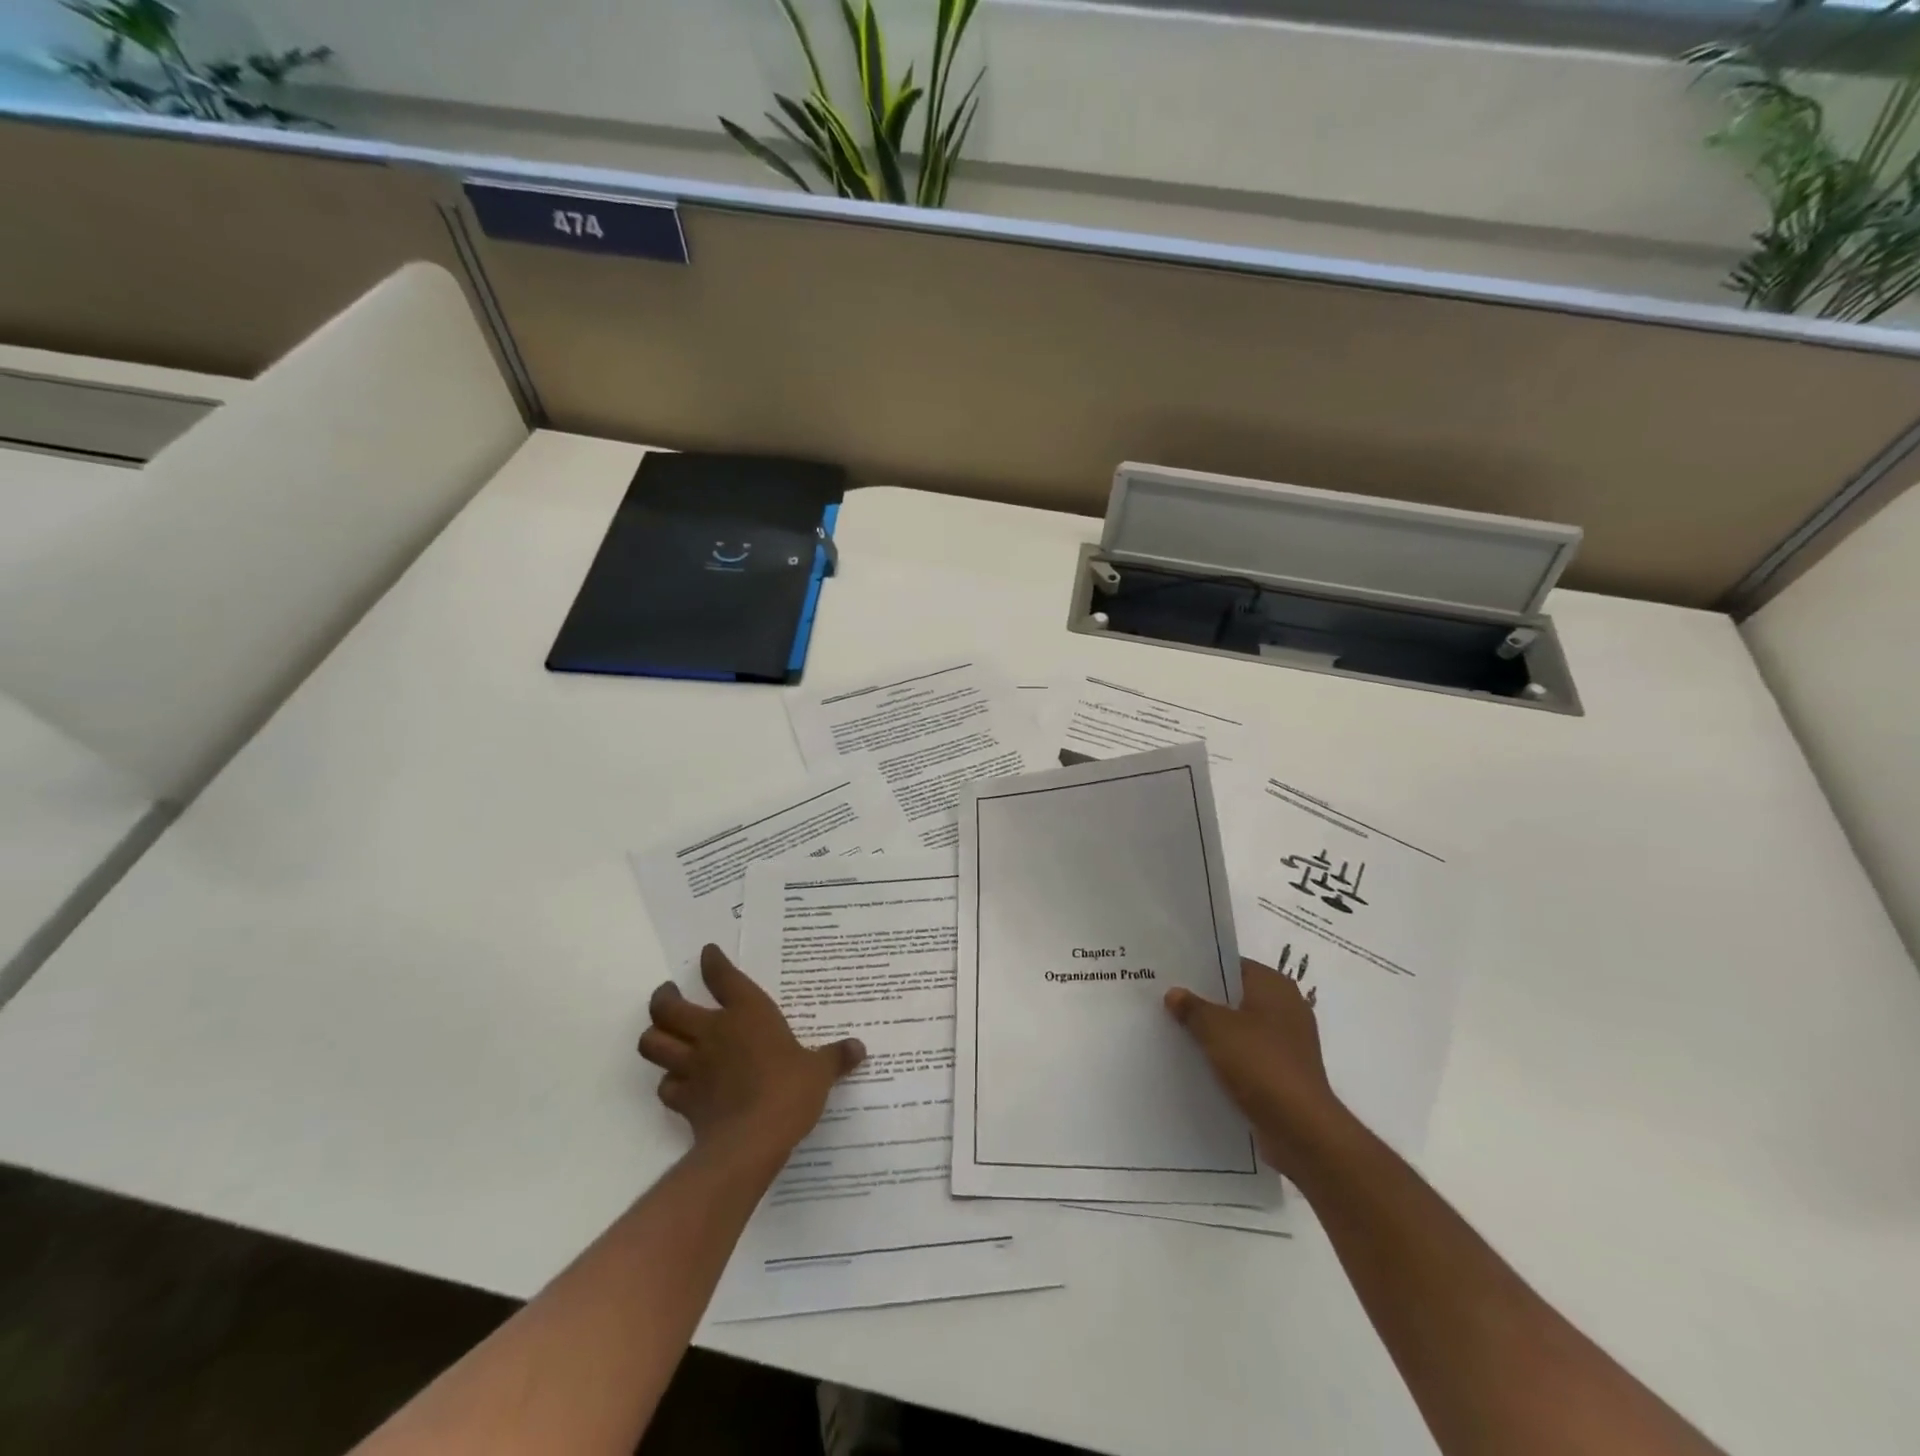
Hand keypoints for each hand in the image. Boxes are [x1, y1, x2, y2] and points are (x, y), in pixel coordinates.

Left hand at [638, 945, 864, 1167]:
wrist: (752, 1140)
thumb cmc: (789, 1090)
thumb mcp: (819, 1071)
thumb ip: (835, 1057)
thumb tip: (860, 1048)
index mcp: (747, 1014)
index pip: (722, 977)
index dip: (713, 962)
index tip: (708, 953)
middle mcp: (713, 1032)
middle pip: (669, 1007)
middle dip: (664, 997)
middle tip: (668, 993)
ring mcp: (693, 1065)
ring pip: (653, 1043)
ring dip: (654, 1036)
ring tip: (660, 1032)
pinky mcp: (682, 1099)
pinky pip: (665, 1085)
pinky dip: (668, 1081)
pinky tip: (677, 1082)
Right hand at [1165, 948, 1350, 1177]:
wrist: (1300, 1129)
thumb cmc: (1260, 1063)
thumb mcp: (1216, 1028)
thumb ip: (1192, 1007)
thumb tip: (1174, 993)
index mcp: (1275, 986)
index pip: (1232, 965)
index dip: (1202, 969)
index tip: (1172, 975)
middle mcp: (1286, 1008)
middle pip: (1236, 997)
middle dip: (1205, 1002)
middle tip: (1167, 1002)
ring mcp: (1288, 1043)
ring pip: (1241, 1028)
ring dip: (1214, 1033)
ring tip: (1176, 1032)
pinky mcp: (1284, 1073)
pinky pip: (1248, 1056)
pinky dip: (1227, 1058)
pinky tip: (1198, 1063)